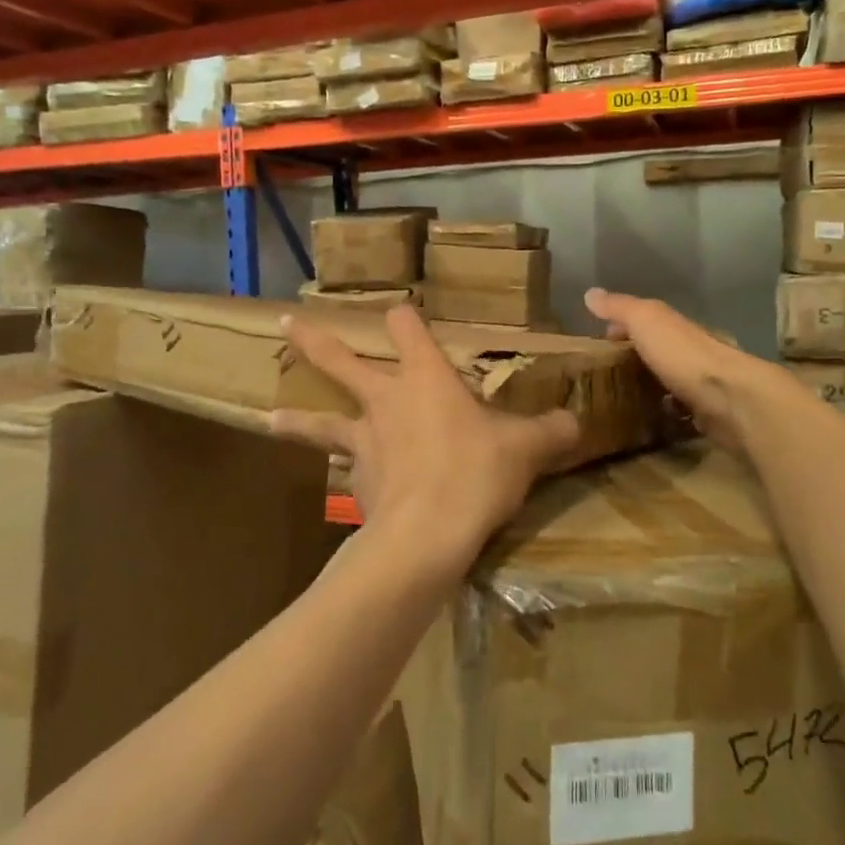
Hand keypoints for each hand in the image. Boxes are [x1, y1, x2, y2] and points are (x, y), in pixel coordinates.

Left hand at [270, 305, 580, 581]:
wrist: (427, 535)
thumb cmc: (476, 472)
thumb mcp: (526, 449)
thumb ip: (551, 431)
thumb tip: (576, 422)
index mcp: (425, 378)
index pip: (408, 328)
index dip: (405, 316)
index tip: (398, 309)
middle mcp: (386, 401)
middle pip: (341, 362)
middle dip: (313, 341)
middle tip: (284, 324)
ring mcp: (364, 442)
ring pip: (322, 424)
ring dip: (297, 420)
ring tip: (268, 419)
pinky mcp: (358, 483)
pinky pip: (348, 472)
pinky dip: (348, 475)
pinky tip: (352, 486)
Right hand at [584, 287, 779, 452]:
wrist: (730, 398)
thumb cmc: (683, 354)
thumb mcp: (645, 321)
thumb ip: (619, 307)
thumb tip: (590, 292)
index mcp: (675, 326)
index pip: (646, 320)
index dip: (623, 326)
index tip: (600, 340)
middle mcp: (690, 350)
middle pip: (660, 349)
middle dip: (637, 356)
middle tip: (606, 372)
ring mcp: (701, 382)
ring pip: (671, 378)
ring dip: (653, 384)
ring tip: (622, 398)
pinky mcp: (707, 412)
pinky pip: (682, 408)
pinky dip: (668, 410)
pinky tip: (650, 420)